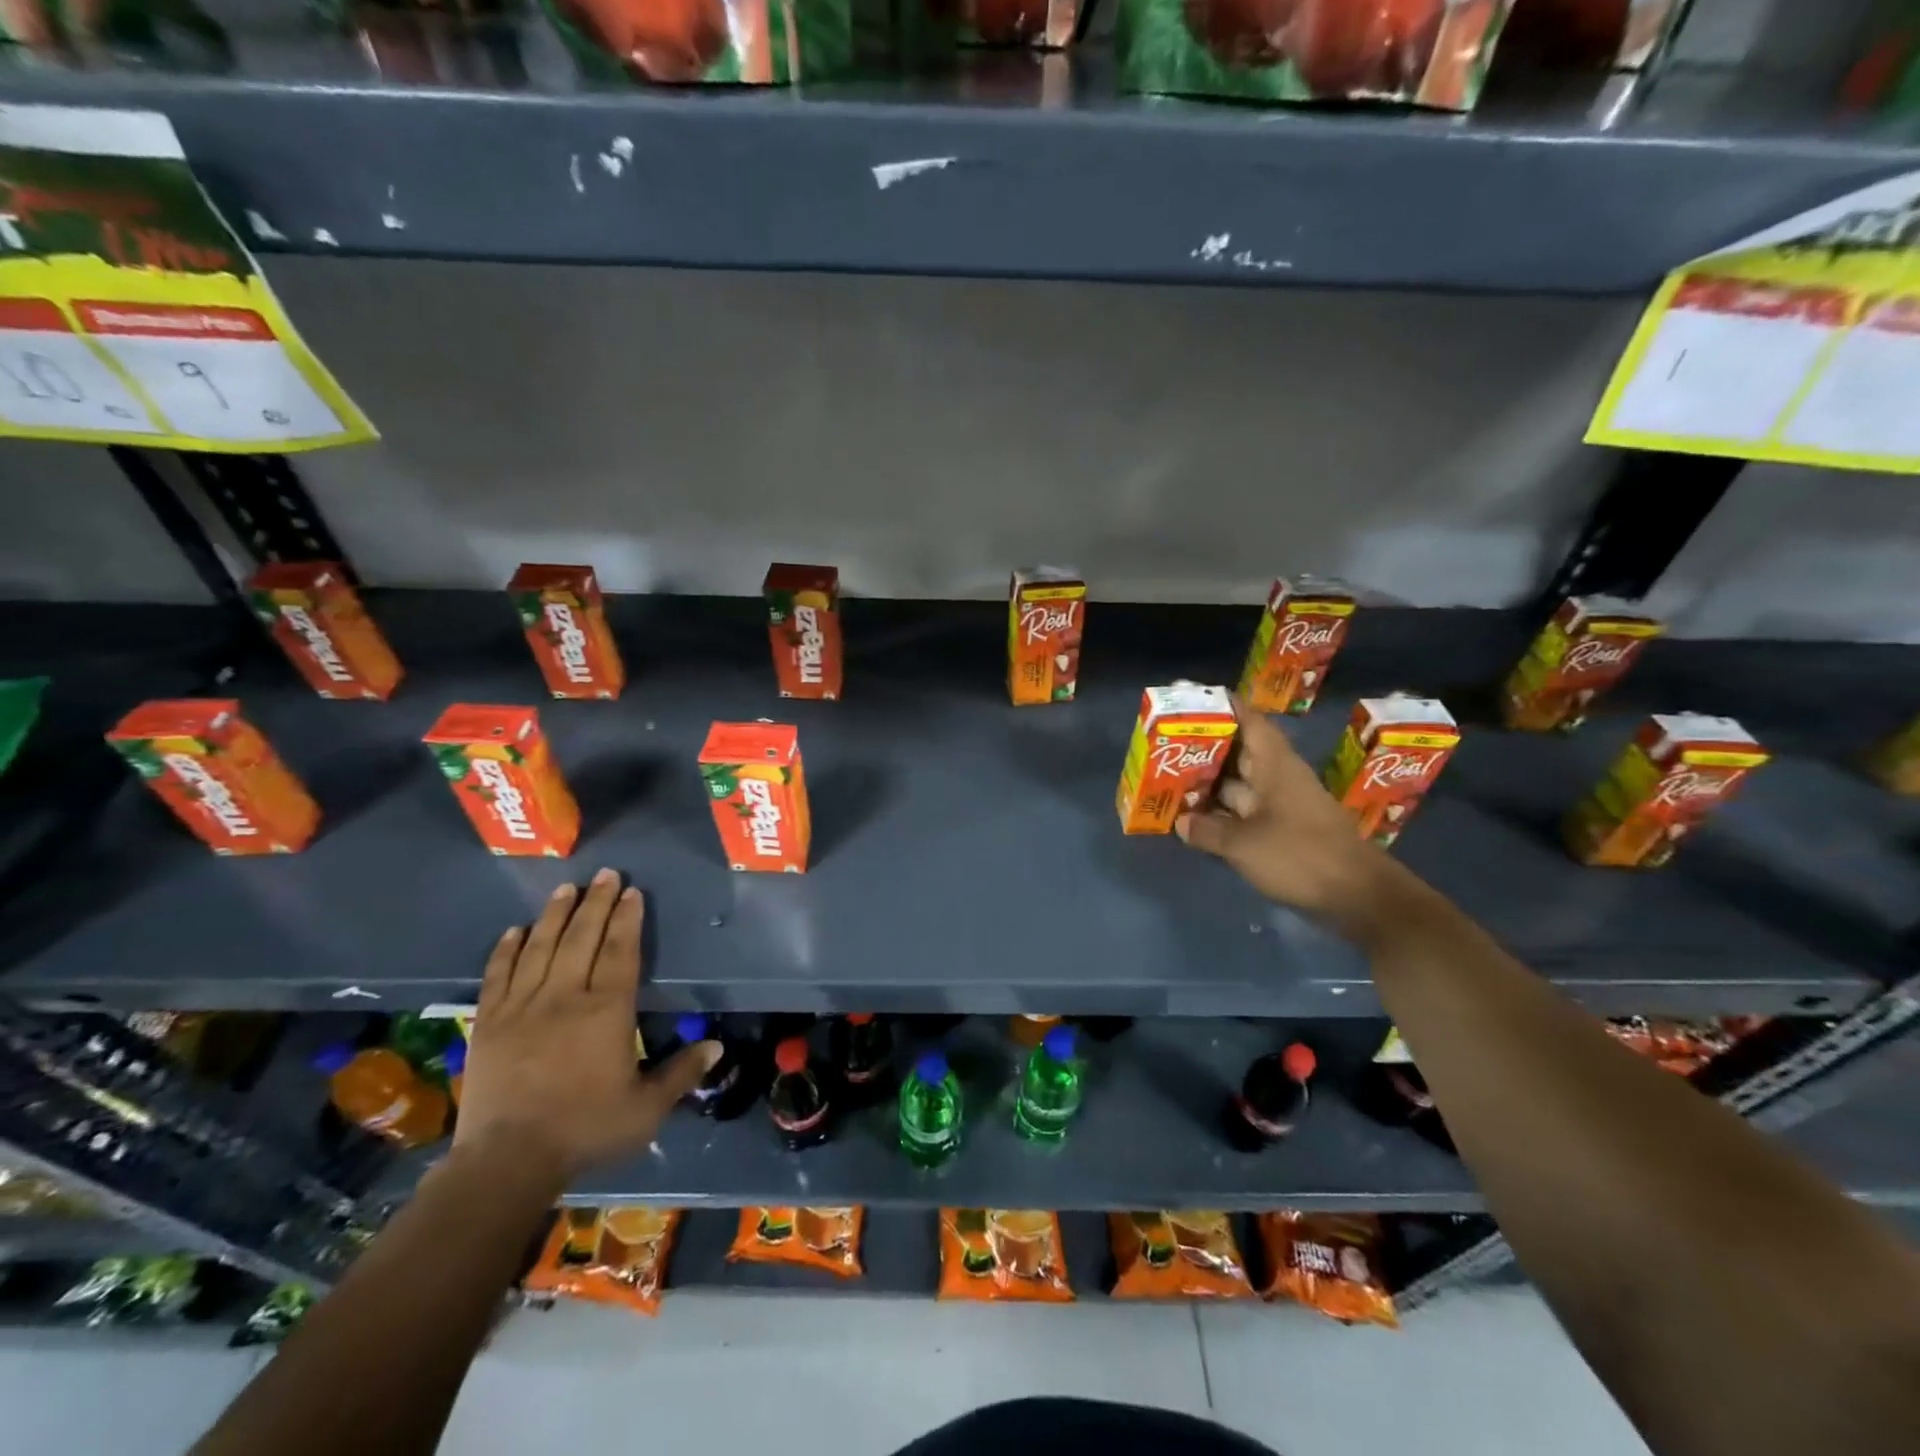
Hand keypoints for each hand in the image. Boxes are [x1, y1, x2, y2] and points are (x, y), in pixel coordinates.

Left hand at [454, 869, 718, 1185]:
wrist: (506, 1161)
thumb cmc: (585, 1129)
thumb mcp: (646, 1108)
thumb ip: (682, 1073)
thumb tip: (718, 1045)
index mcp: (607, 1010)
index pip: (621, 951)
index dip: (628, 918)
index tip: (631, 892)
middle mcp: (565, 996)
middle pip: (582, 938)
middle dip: (596, 903)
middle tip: (605, 874)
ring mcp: (523, 1006)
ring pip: (540, 947)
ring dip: (555, 914)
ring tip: (566, 888)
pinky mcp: (489, 1023)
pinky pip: (498, 975)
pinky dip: (506, 950)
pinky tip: (515, 930)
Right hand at [1177, 695, 1404, 936]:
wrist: (1358, 896)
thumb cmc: (1301, 855)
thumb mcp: (1244, 844)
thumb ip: (1208, 830)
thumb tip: (1181, 821)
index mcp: (1276, 766)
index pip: (1251, 722)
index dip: (1225, 708)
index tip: (1194, 700)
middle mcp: (1279, 779)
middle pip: (1240, 753)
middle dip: (1206, 748)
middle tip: (1167, 744)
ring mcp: (1282, 807)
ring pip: (1240, 785)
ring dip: (1210, 784)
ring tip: (1170, 780)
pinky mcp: (1284, 832)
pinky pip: (1246, 813)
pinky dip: (1222, 813)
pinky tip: (1195, 819)